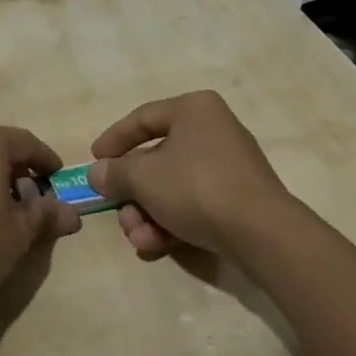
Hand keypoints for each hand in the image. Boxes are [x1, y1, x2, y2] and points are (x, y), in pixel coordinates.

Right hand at [86, 90, 295, 260]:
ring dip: (148, 215)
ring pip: (172, 187)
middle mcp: (213, 130)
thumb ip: (115, 173)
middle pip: (156, 160)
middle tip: (120, 215)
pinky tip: (158, 246)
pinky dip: (172, 222)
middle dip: (133, 194)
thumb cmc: (196, 187)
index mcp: (194, 109)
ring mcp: (229, 166)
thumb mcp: (143, 177)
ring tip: (141, 240)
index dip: (114, 140)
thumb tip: (98, 173)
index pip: (143, 118)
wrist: (260, 232)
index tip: (95, 162)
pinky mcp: (238, 199)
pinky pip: (194, 204)